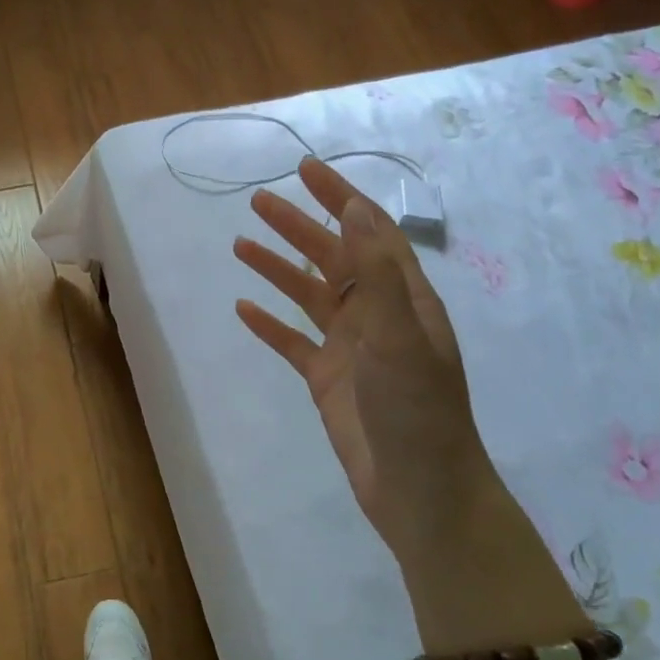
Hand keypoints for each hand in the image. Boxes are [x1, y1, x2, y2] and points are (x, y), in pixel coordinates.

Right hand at [234, 158, 491, 560]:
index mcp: (402, 298)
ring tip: (240, 243)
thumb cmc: (415, 408)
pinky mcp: (327, 379)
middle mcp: (376, 315)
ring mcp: (351, 348)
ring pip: (308, 295)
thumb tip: (355, 209)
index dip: (339, 198)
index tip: (305, 170)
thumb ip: (376, 272)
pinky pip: (292, 341)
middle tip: (257, 201)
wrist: (418, 489)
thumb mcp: (399, 335)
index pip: (369, 232)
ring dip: (277, 268)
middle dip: (298, 226)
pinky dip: (269, 323)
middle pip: (332, 257)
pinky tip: (244, 308)